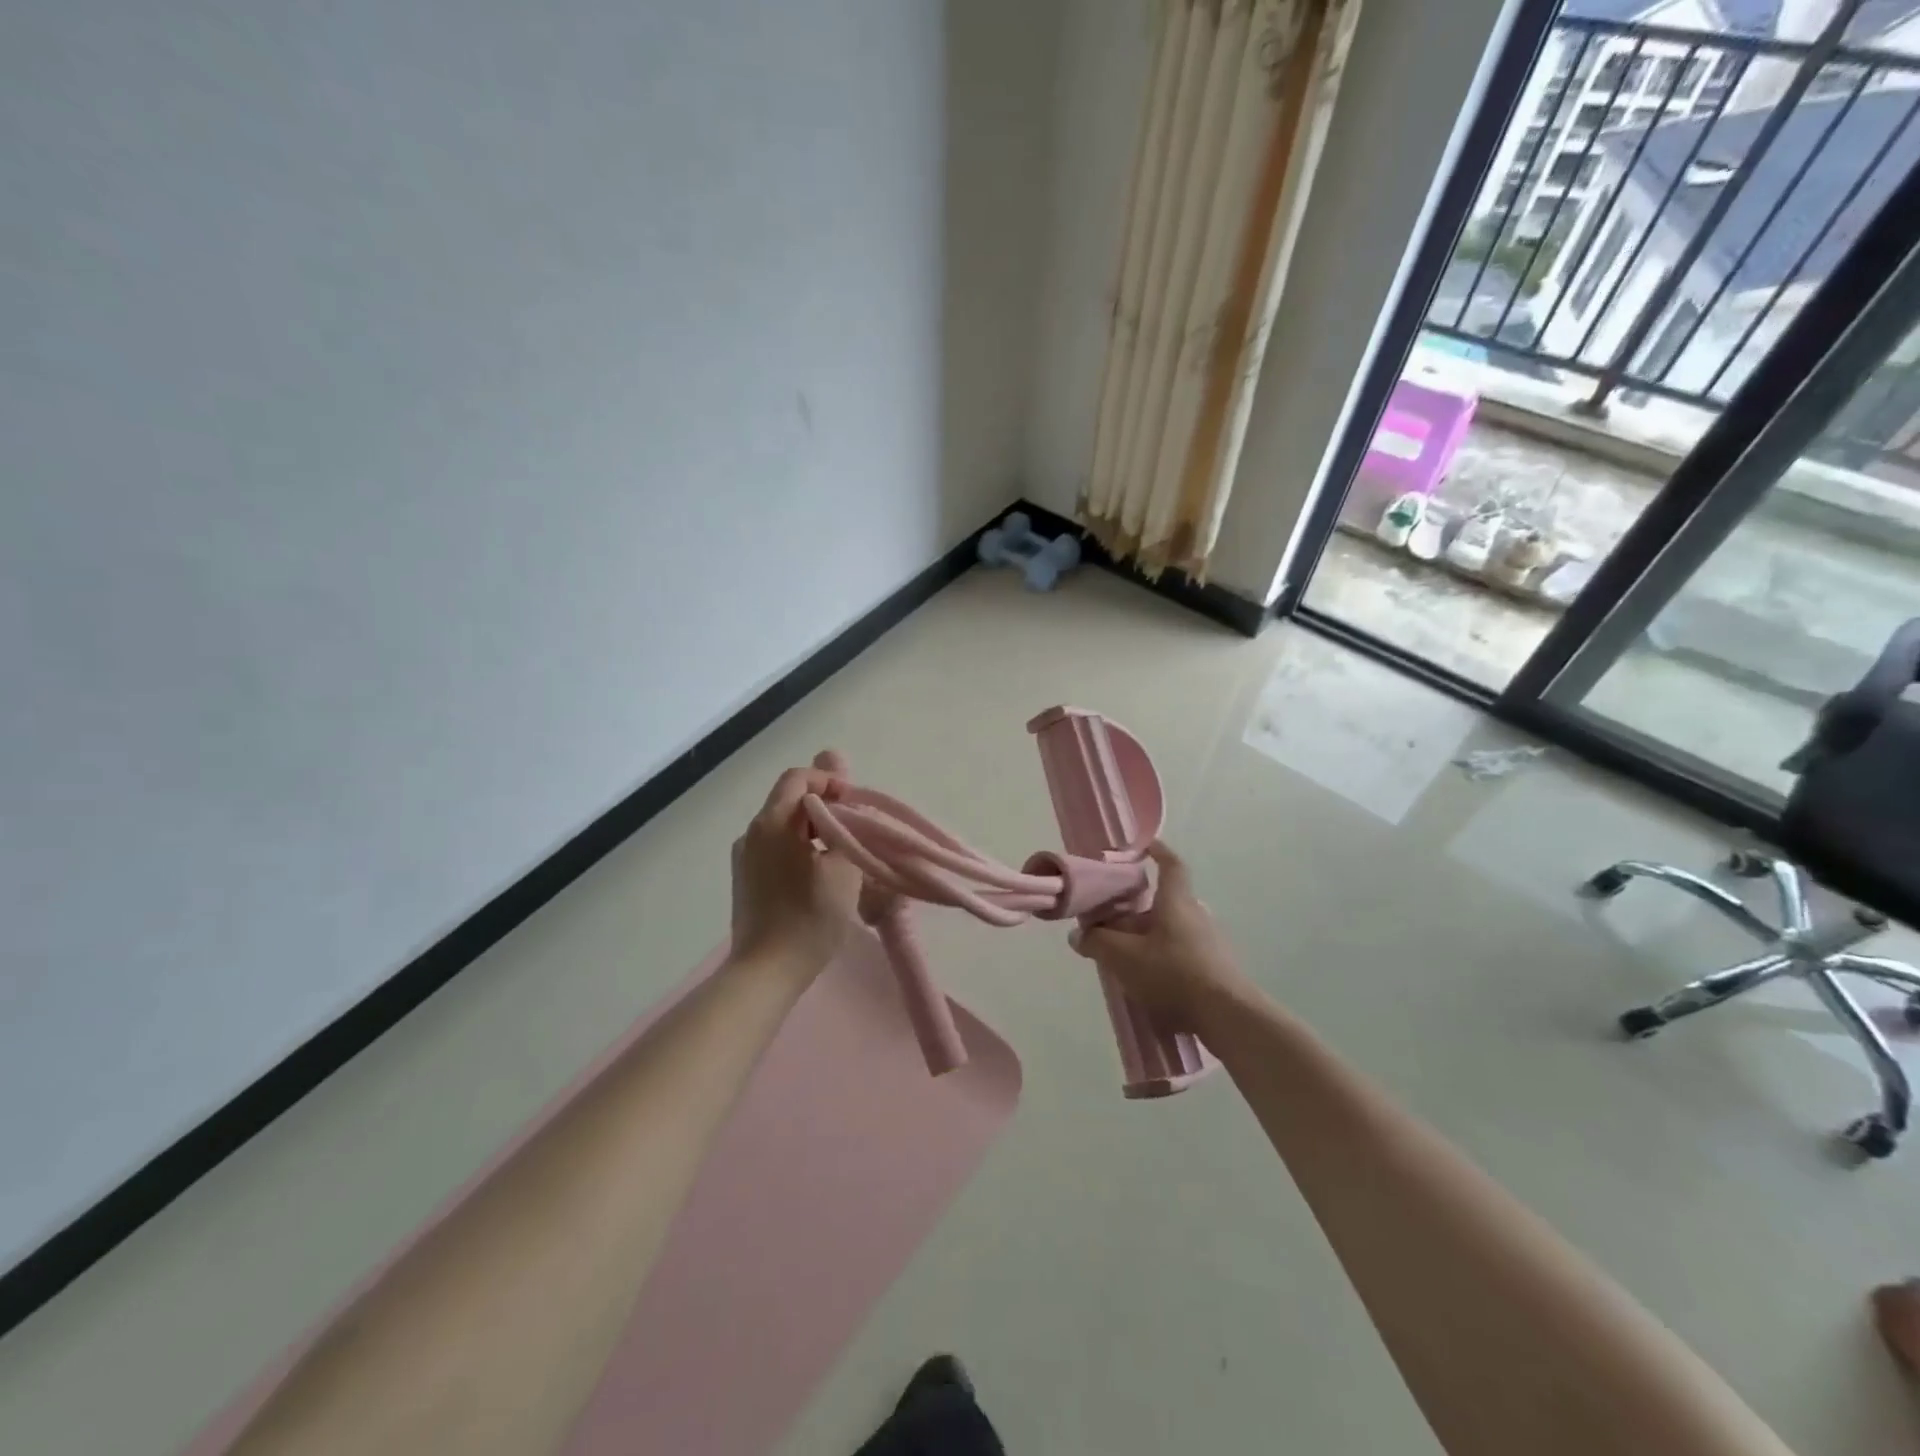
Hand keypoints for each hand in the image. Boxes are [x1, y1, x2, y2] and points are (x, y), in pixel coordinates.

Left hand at [729, 762, 862, 978]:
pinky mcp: (745, 879)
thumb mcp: (842, 867)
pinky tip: (818, 874)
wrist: (765, 973)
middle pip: (790, 800)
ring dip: (813, 829)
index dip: (830, 783)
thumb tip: (838, 769)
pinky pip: (775, 847)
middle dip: (825, 807)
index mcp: (772, 823)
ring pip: (783, 825)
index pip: (799, 778)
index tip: (855, 807)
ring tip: (841, 854)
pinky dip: (799, 848)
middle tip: (855, 831)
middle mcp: (752, 833)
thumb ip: (844, 818)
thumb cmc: (810, 918)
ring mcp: (744, 857)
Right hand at [1070, 841, 1254, 1031]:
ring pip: (1170, 930)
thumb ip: (1097, 943)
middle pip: (1162, 903)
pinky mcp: (1214, 969)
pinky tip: (1146, 981)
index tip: (1143, 847)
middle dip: (1135, 910)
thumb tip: (1078, 935)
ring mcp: (1209, 943)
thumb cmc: (1173, 973)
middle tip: (1110, 923)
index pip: (1171, 865)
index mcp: (1177, 902)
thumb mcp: (1124, 957)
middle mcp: (1195, 915)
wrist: (1228, 1017)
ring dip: (1145, 937)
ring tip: (1121, 957)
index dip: (1157, 852)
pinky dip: (1160, 958)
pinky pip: (1180, 953)